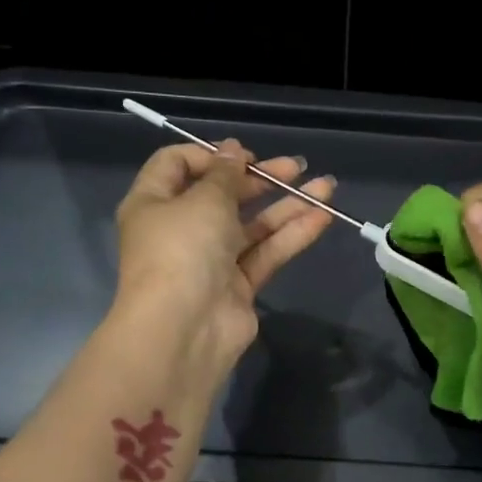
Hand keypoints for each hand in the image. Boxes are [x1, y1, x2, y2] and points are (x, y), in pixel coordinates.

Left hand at [113, 138, 335, 383]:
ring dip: (288, 205)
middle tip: (296, 167)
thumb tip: (232, 150)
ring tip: (327, 187)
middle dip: (261, 179)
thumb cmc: (182, 250)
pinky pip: (266, 253)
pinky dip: (292, 235)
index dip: (211, 154)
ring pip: (252, 226)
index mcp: (154, 203)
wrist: (184, 331)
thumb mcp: (204, 200)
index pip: (176, 165)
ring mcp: (211, 260)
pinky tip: (323, 216)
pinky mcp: (238, 286)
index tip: (244, 156)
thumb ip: (225, 174)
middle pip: (223, 195)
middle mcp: (180, 229)